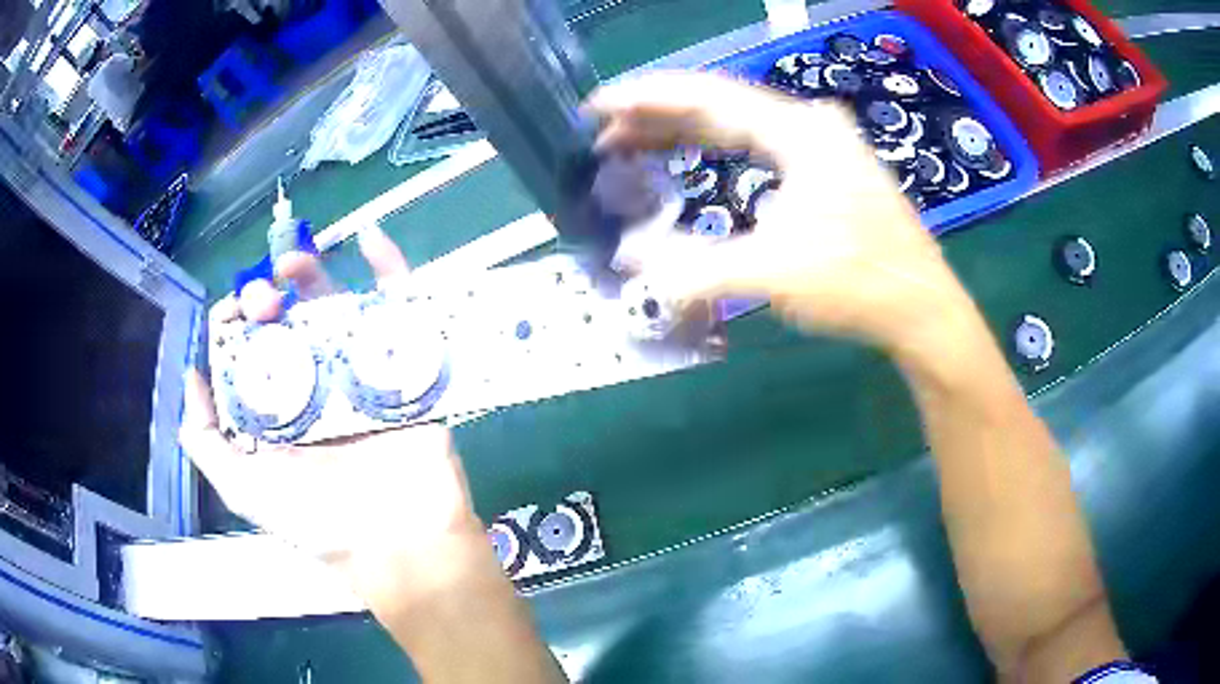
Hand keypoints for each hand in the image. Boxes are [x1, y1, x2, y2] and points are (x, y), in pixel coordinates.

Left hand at [184, 226, 483, 592]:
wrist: (396, 544)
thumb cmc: (316, 521)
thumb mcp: (243, 488)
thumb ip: (206, 442)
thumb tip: (192, 378)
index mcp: (278, 409)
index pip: (251, 350)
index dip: (236, 323)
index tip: (234, 314)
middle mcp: (314, 384)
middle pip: (288, 321)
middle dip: (269, 296)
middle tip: (265, 298)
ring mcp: (359, 372)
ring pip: (335, 306)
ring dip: (314, 274)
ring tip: (294, 262)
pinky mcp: (404, 366)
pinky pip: (400, 309)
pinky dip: (391, 269)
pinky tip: (371, 239)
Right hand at [587, 72, 976, 357]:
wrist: (922, 310)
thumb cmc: (858, 283)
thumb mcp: (772, 273)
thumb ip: (693, 266)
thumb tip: (628, 263)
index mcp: (798, 130)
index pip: (708, 95)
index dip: (646, 98)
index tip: (597, 106)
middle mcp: (808, 124)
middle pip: (719, 104)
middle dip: (657, 116)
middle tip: (604, 134)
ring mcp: (819, 145)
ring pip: (737, 124)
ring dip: (683, 133)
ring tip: (631, 145)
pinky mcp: (824, 169)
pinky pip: (756, 146)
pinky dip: (715, 151)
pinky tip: (690, 160)